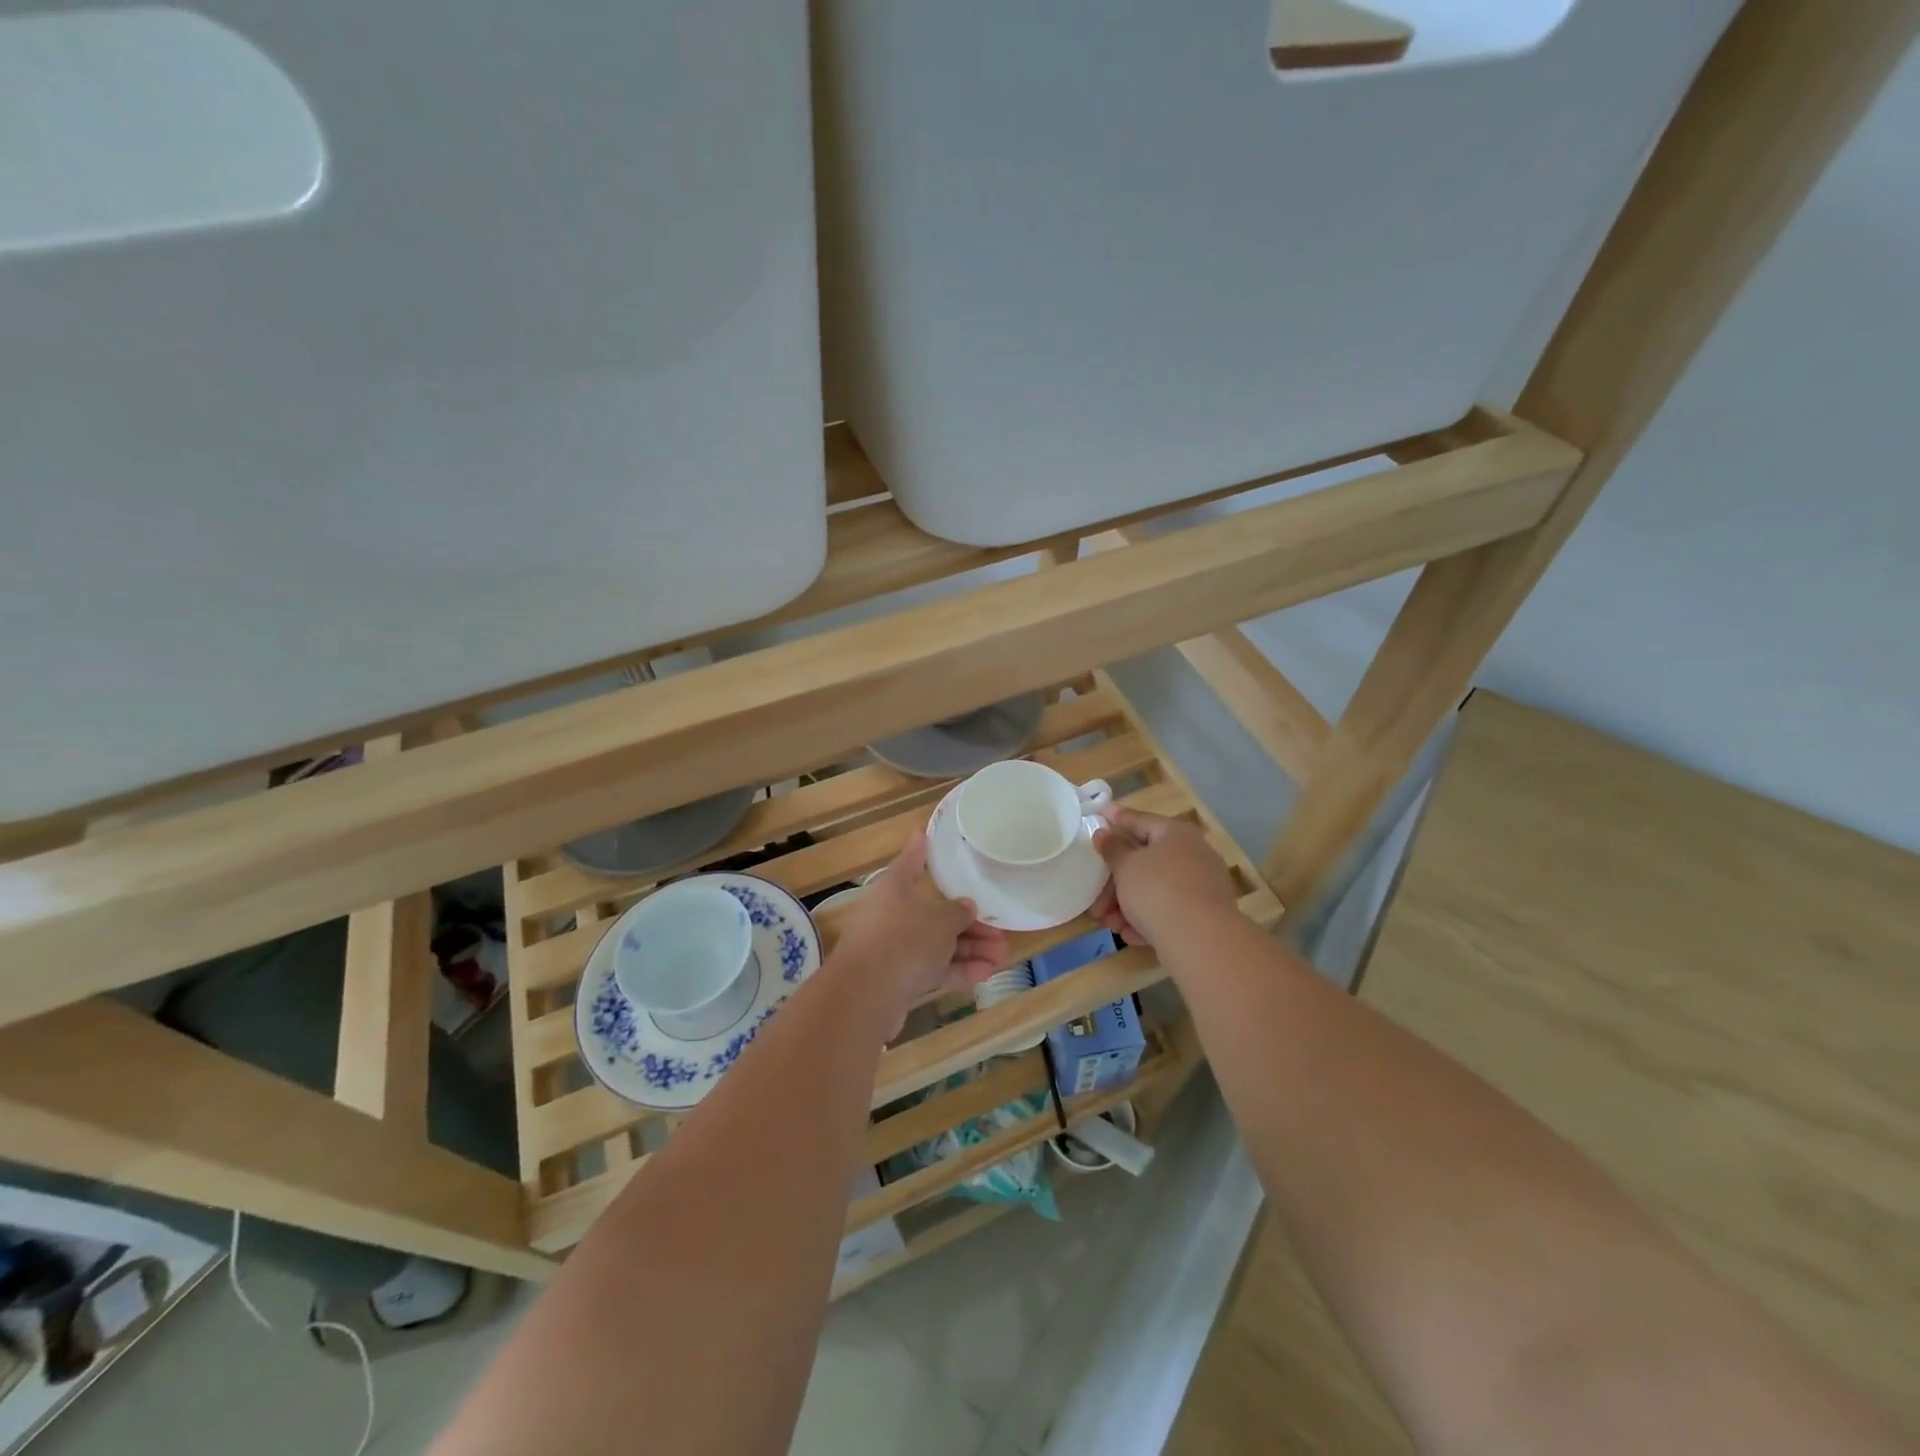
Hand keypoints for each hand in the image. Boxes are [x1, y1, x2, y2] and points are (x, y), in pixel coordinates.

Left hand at [831, 832, 1008, 1029]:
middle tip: (1001, 932)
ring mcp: (892, 949)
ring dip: (970, 949)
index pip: (911, 861)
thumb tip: (965, 908)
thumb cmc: (904, 941)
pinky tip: (985, 974)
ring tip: (1003, 957)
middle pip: (933, 912)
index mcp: (894, 887)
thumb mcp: (941, 921)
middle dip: (969, 923)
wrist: (865, 996)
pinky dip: (956, 969)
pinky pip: (931, 969)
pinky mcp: (896, 980)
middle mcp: (890, 914)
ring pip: (936, 944)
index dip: (921, 849)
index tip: (925, 834)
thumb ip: (958, 912)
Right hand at [1090, 807, 1239, 949]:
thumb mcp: (1125, 867)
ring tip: (1110, 924)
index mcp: (1175, 833)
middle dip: (1116, 882)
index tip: (1100, 814)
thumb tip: (1104, 832)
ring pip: (1156, 889)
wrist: (1201, 940)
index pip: (1140, 820)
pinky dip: (1148, 919)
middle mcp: (1193, 854)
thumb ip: (1112, 848)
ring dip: (1128, 905)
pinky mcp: (1205, 915)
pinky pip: (1169, 910)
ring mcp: (1202, 885)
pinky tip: (1130, 935)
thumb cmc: (1157, 891)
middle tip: (1095, 899)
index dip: (1117, 818)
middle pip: (1146, 861)